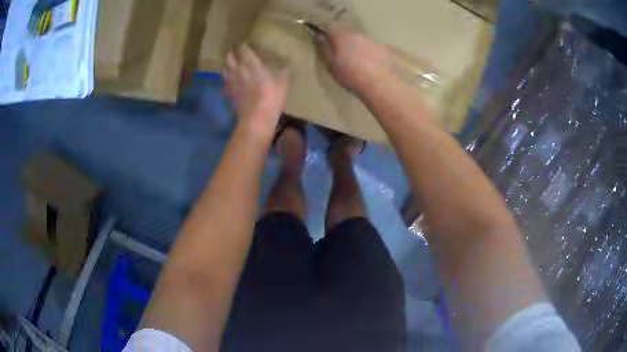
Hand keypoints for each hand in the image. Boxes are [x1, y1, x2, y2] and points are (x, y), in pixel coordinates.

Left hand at [224, 44, 289, 135]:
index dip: (244, 46)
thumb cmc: (271, 97)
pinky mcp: (228, 93)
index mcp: (251, 63)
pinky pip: (225, 82)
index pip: (243, 49)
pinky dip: (227, 79)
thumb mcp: (284, 82)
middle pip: (229, 56)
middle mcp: (238, 69)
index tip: (248, 45)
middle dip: (233, 53)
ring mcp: (231, 81)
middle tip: (238, 53)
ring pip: (224, 68)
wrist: (256, 118)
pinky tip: (232, 82)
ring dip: (228, 65)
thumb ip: (284, 71)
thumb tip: (287, 64)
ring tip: (233, 65)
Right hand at [320, 24, 390, 92]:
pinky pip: (374, 48)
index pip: (332, 25)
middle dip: (345, 40)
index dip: (327, 31)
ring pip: (362, 40)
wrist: (381, 84)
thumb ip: (325, 49)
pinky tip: (372, 66)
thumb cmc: (351, 76)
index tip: (325, 38)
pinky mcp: (386, 49)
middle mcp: (359, 35)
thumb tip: (320, 36)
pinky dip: (371, 54)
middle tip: (343, 54)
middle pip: (349, 33)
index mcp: (343, 37)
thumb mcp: (331, 65)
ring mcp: (373, 41)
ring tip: (359, 62)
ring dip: (359, 47)